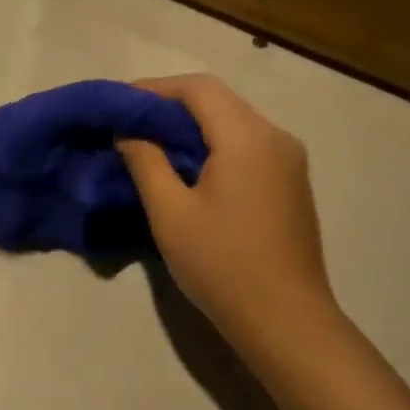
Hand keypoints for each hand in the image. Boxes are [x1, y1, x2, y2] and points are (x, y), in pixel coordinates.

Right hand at [118, 74, 336, 351]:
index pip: (198, 88)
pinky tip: (187, 168)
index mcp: (247, 138)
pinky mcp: (290, 182)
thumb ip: (145, 161)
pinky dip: (212, 145)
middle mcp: (275, 137)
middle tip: (128, 124)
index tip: (118, 105)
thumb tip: (128, 132)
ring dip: (191, 126)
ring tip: (149, 144)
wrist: (286, 320)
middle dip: (170, 106)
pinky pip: (246, 145)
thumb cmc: (222, 265)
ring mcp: (289, 160)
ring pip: (233, 122)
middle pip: (218, 101)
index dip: (154, 89)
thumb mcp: (170, 212)